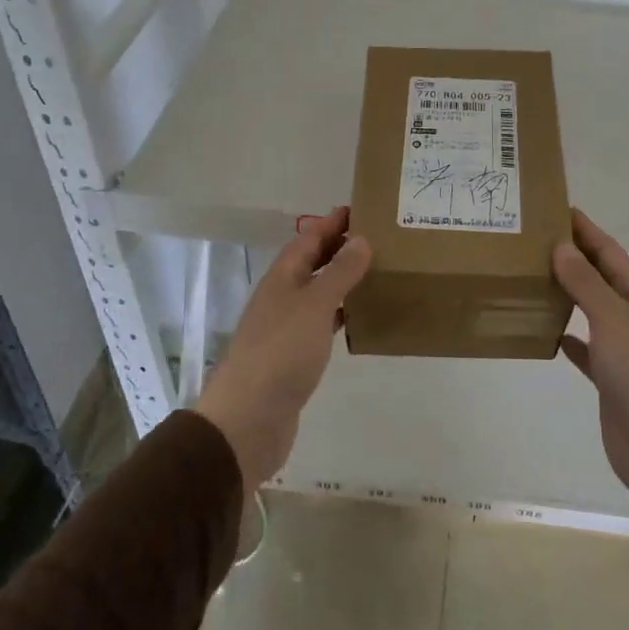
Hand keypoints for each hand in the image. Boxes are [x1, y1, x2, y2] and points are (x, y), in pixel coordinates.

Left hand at [195, 207, 370, 491]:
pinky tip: (362, 318)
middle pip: (312, 263)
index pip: (308, 238)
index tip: (362, 209)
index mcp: (282, 278)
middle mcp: (282, 297)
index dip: (332, 223)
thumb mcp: (314, 305)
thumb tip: (360, 239)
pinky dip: (342, 315)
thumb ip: (339, 273)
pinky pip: (322, 324)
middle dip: (340, 248)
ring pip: (319, 293)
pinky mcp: (295, 357)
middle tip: (379, 238)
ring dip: (343, 281)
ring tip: (378, 272)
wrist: (248, 420)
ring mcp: (287, 328)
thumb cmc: (280, 353)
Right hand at [554, 209, 628, 520]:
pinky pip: (584, 350)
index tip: (556, 208)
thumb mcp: (613, 318)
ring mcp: (621, 350)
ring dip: (566, 294)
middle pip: (598, 278)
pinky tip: (546, 331)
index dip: (585, 229)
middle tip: (532, 240)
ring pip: (589, 311)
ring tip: (531, 278)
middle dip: (571, 258)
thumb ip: (586, 283)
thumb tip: (561, 247)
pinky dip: (567, 337)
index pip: (608, 252)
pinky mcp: (609, 380)